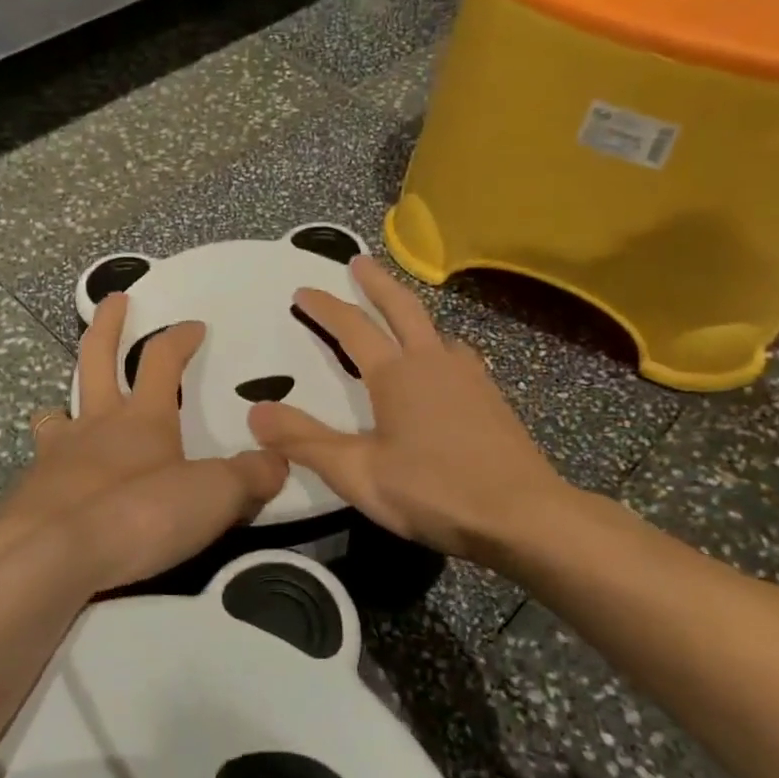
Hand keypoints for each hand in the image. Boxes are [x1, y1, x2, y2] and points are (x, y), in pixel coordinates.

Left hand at [1, 292, 287, 591]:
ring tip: (67, 409)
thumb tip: (278, 462)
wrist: (49, 557)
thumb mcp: (212, 496)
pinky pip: (42, 465)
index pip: (163, 359)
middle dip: (107, 325)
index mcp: (144, 417)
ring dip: (66, 402)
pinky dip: (52, 465)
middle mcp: (96, 424)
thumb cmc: (136, 515)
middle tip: (113, 300)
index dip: (180, 337)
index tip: (194, 324)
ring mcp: (57, 455)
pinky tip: (59, 484)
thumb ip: (248, 477)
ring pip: (58, 413)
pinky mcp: (32, 493)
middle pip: (96, 358)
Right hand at [246, 256, 575, 560]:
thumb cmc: (433, 491)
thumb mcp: (357, 473)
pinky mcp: (492, 398)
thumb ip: (304, 441)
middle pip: (401, 307)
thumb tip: (255, 411)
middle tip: (359, 261)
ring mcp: (469, 377)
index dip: (325, 307)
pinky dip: (439, 344)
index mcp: (396, 374)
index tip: (304, 290)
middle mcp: (433, 362)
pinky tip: (446, 364)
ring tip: (400, 313)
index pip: (353, 327)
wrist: (523, 516)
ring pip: (436, 329)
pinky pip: (459, 354)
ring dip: (412, 311)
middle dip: (376, 282)